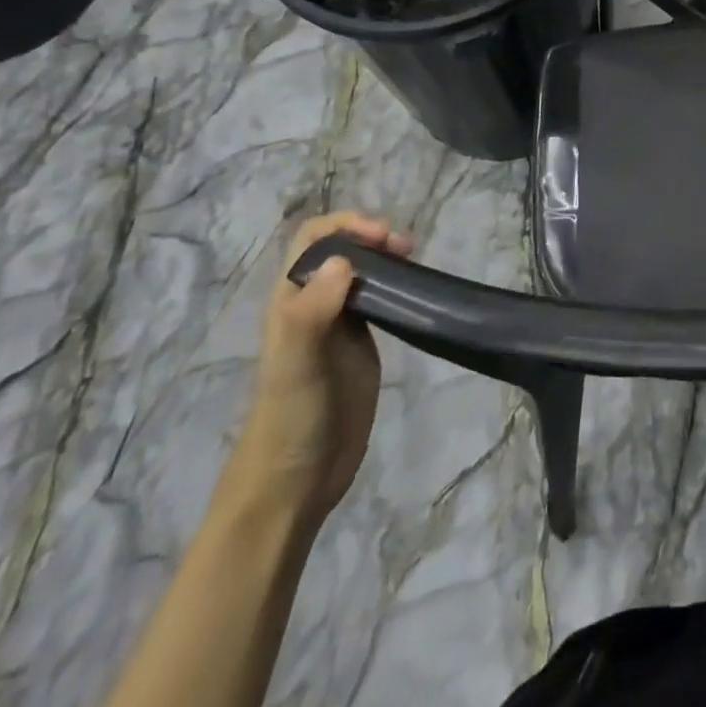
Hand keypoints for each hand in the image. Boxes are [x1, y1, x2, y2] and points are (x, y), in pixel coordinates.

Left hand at [227, 212, 411, 523]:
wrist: (296, 480)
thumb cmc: (290, 418)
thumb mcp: (296, 364)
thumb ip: (312, 312)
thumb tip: (345, 260)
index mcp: (292, 299)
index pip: (313, 239)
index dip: (346, 226)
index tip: (382, 237)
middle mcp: (315, 304)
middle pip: (342, 249)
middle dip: (372, 236)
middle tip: (406, 248)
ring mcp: (340, 324)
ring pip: (362, 271)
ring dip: (386, 256)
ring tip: (414, 260)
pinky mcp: (362, 345)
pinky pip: (379, 299)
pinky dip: (397, 283)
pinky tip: (415, 289)